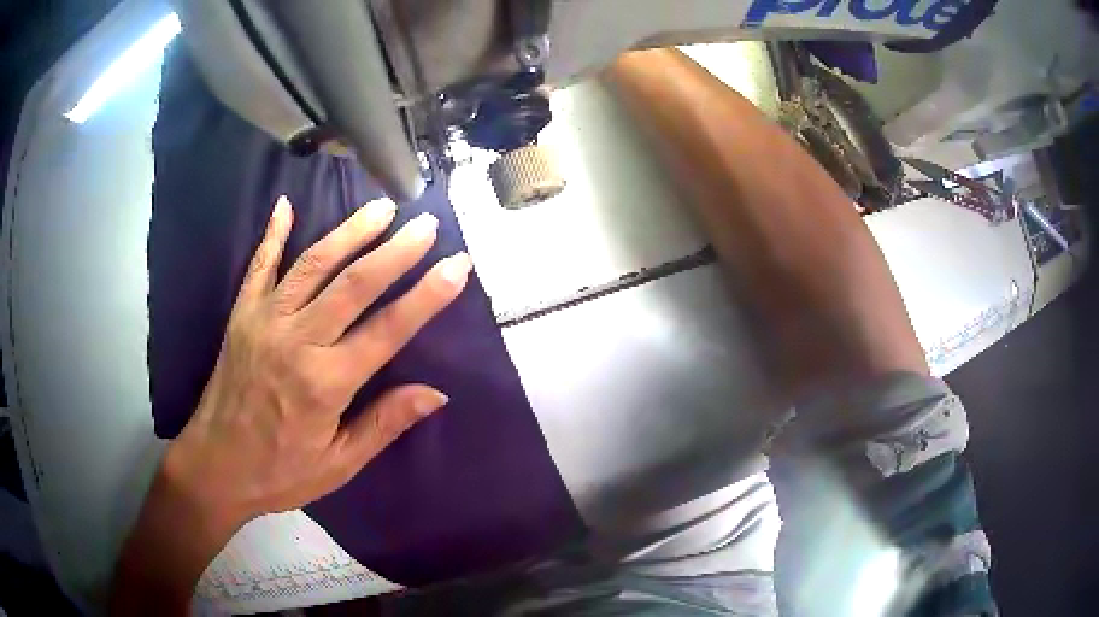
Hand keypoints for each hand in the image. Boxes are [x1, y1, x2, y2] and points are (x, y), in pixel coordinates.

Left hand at [163, 194, 472, 534]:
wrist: (215, 466)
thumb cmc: (280, 472)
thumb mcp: (338, 464)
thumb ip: (384, 424)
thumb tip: (435, 394)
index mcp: (326, 383)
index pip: (388, 329)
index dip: (427, 295)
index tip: (458, 265)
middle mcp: (296, 341)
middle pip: (354, 284)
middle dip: (396, 251)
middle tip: (427, 224)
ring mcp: (264, 321)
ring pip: (313, 264)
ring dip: (350, 231)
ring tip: (381, 207)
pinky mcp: (241, 315)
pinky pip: (259, 266)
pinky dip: (273, 233)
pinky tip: (286, 205)